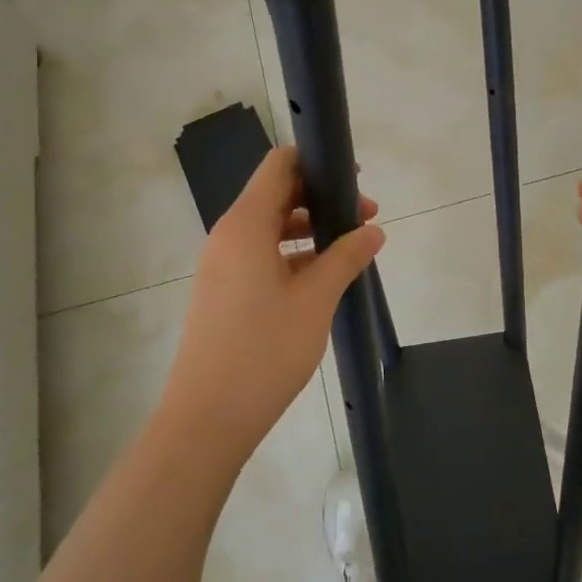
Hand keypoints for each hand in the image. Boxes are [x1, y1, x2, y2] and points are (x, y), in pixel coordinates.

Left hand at [162, 147, 384, 463]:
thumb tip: (373, 232)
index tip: (354, 178)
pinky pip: (260, 255)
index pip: (279, 166)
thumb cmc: (264, 350)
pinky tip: (323, 278)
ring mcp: (222, 265)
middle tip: (365, 218)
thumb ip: (346, 257)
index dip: (316, 162)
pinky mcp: (223, 292)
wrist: (207, 419)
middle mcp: (228, 236)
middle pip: (276, 195)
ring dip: (309, 229)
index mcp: (245, 225)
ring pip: (270, 228)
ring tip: (350, 249)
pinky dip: (292, 255)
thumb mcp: (315, 299)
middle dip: (322, 199)